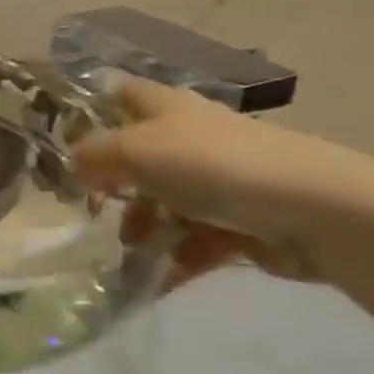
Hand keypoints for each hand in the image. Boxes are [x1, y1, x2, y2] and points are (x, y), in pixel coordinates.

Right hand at [73, 78, 373, 286]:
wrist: (305, 208)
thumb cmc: (209, 166)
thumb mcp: (135, 151)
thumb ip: (94, 155)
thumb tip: (73, 162)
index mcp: (168, 109)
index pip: (125, 95)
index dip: (96, 111)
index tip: (67, 143)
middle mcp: (192, 138)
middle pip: (141, 159)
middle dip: (115, 188)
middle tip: (95, 213)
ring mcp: (219, 181)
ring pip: (167, 204)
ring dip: (145, 229)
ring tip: (134, 253)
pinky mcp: (241, 221)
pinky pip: (197, 241)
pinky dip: (178, 258)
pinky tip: (162, 279)